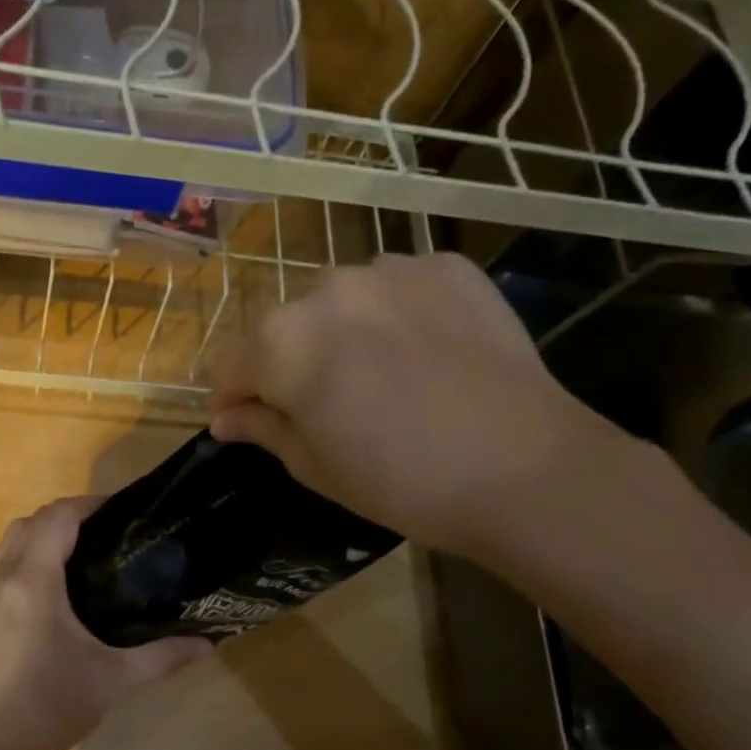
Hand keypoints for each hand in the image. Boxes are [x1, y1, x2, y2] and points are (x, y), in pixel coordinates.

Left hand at [0, 498, 211, 749]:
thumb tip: (209, 643)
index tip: (122, 510)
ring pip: (10, 537)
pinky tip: (47, 579)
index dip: (89, 505)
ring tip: (81, 549)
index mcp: (33, 581)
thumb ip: (163, 656)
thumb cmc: (54, 707)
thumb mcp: (115, 678)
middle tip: (109, 531)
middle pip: (32, 521)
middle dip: (69, 515)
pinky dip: (22, 551)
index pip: (58, 517)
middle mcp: (2, 576)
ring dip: (42, 531)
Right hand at [209, 253, 631, 562]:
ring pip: (344, 301)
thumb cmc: (402, 481)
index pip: (234, 364)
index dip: (233, 397)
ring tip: (380, 375)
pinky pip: (400, 286)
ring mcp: (392, 270)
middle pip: (288, 327)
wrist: (526, 470)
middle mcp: (327, 289)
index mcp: (283, 342)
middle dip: (290, 363)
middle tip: (323, 407)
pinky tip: (424, 352)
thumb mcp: (315, 467)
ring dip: (344, 332)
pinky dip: (398, 313)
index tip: (242, 421)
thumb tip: (225, 418)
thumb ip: (262, 428)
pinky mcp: (448, 268)